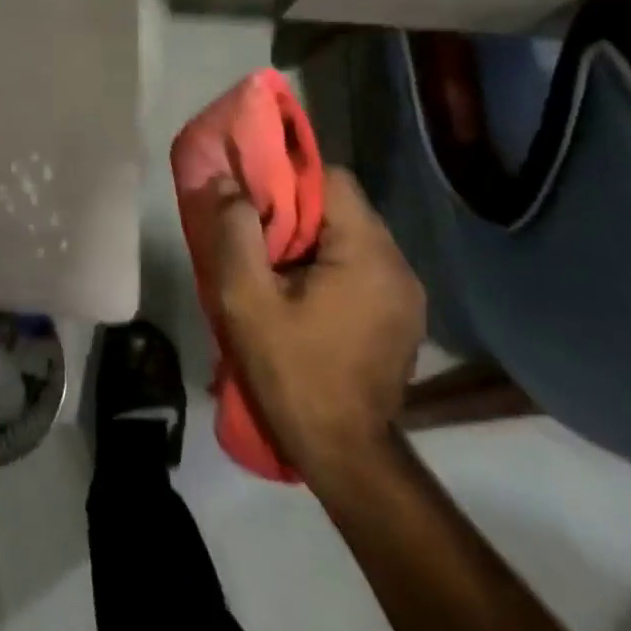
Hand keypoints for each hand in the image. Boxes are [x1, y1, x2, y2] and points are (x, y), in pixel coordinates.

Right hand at [208, 166, 424, 485]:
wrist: (344, 453)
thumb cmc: (292, 370)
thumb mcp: (246, 298)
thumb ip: (234, 231)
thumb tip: (225, 181)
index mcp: (369, 254)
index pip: (331, 179)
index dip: (287, 176)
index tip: (252, 193)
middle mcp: (398, 265)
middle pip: (342, 205)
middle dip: (295, 208)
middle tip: (254, 228)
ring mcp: (405, 293)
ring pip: (350, 234)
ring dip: (310, 236)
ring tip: (272, 260)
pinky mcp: (400, 315)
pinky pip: (360, 263)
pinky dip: (328, 261)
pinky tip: (300, 289)